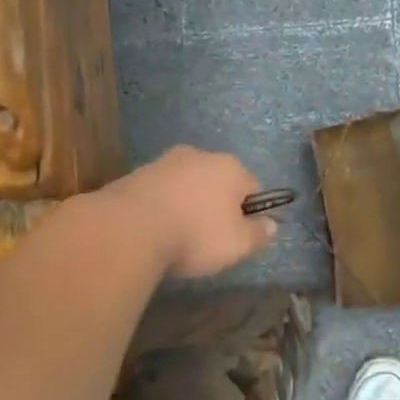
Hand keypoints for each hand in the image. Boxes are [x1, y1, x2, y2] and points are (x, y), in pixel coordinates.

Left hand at [104, 147, 277, 278]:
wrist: (128, 229)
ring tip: (178, 238)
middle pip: (218, 182)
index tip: (238, 237)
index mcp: (230, 167)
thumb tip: (272, 225)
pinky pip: (159, 193)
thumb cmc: (195, 235)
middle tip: (209, 239)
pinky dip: (161, 208)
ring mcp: (164, 162)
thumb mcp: (238, 244)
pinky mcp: (134, 175)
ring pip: (186, 186)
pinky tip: (155, 232)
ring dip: (187, 205)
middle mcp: (199, 155)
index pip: (253, 187)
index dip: (250, 213)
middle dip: (216, 206)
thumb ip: (259, 234)